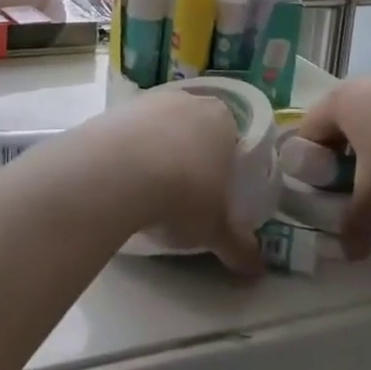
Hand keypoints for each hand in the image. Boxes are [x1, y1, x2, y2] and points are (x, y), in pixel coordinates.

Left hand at [69, 92, 264, 274]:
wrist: (118, 172)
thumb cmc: (182, 195)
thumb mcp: (215, 229)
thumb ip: (237, 246)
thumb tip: (256, 268)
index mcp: (222, 120)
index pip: (230, 138)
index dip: (223, 164)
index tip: (214, 192)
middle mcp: (187, 101)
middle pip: (192, 128)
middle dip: (188, 155)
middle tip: (182, 193)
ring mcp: (147, 101)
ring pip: (157, 127)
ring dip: (154, 152)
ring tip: (147, 190)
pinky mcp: (113, 110)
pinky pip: (126, 132)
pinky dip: (125, 152)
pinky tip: (119, 180)